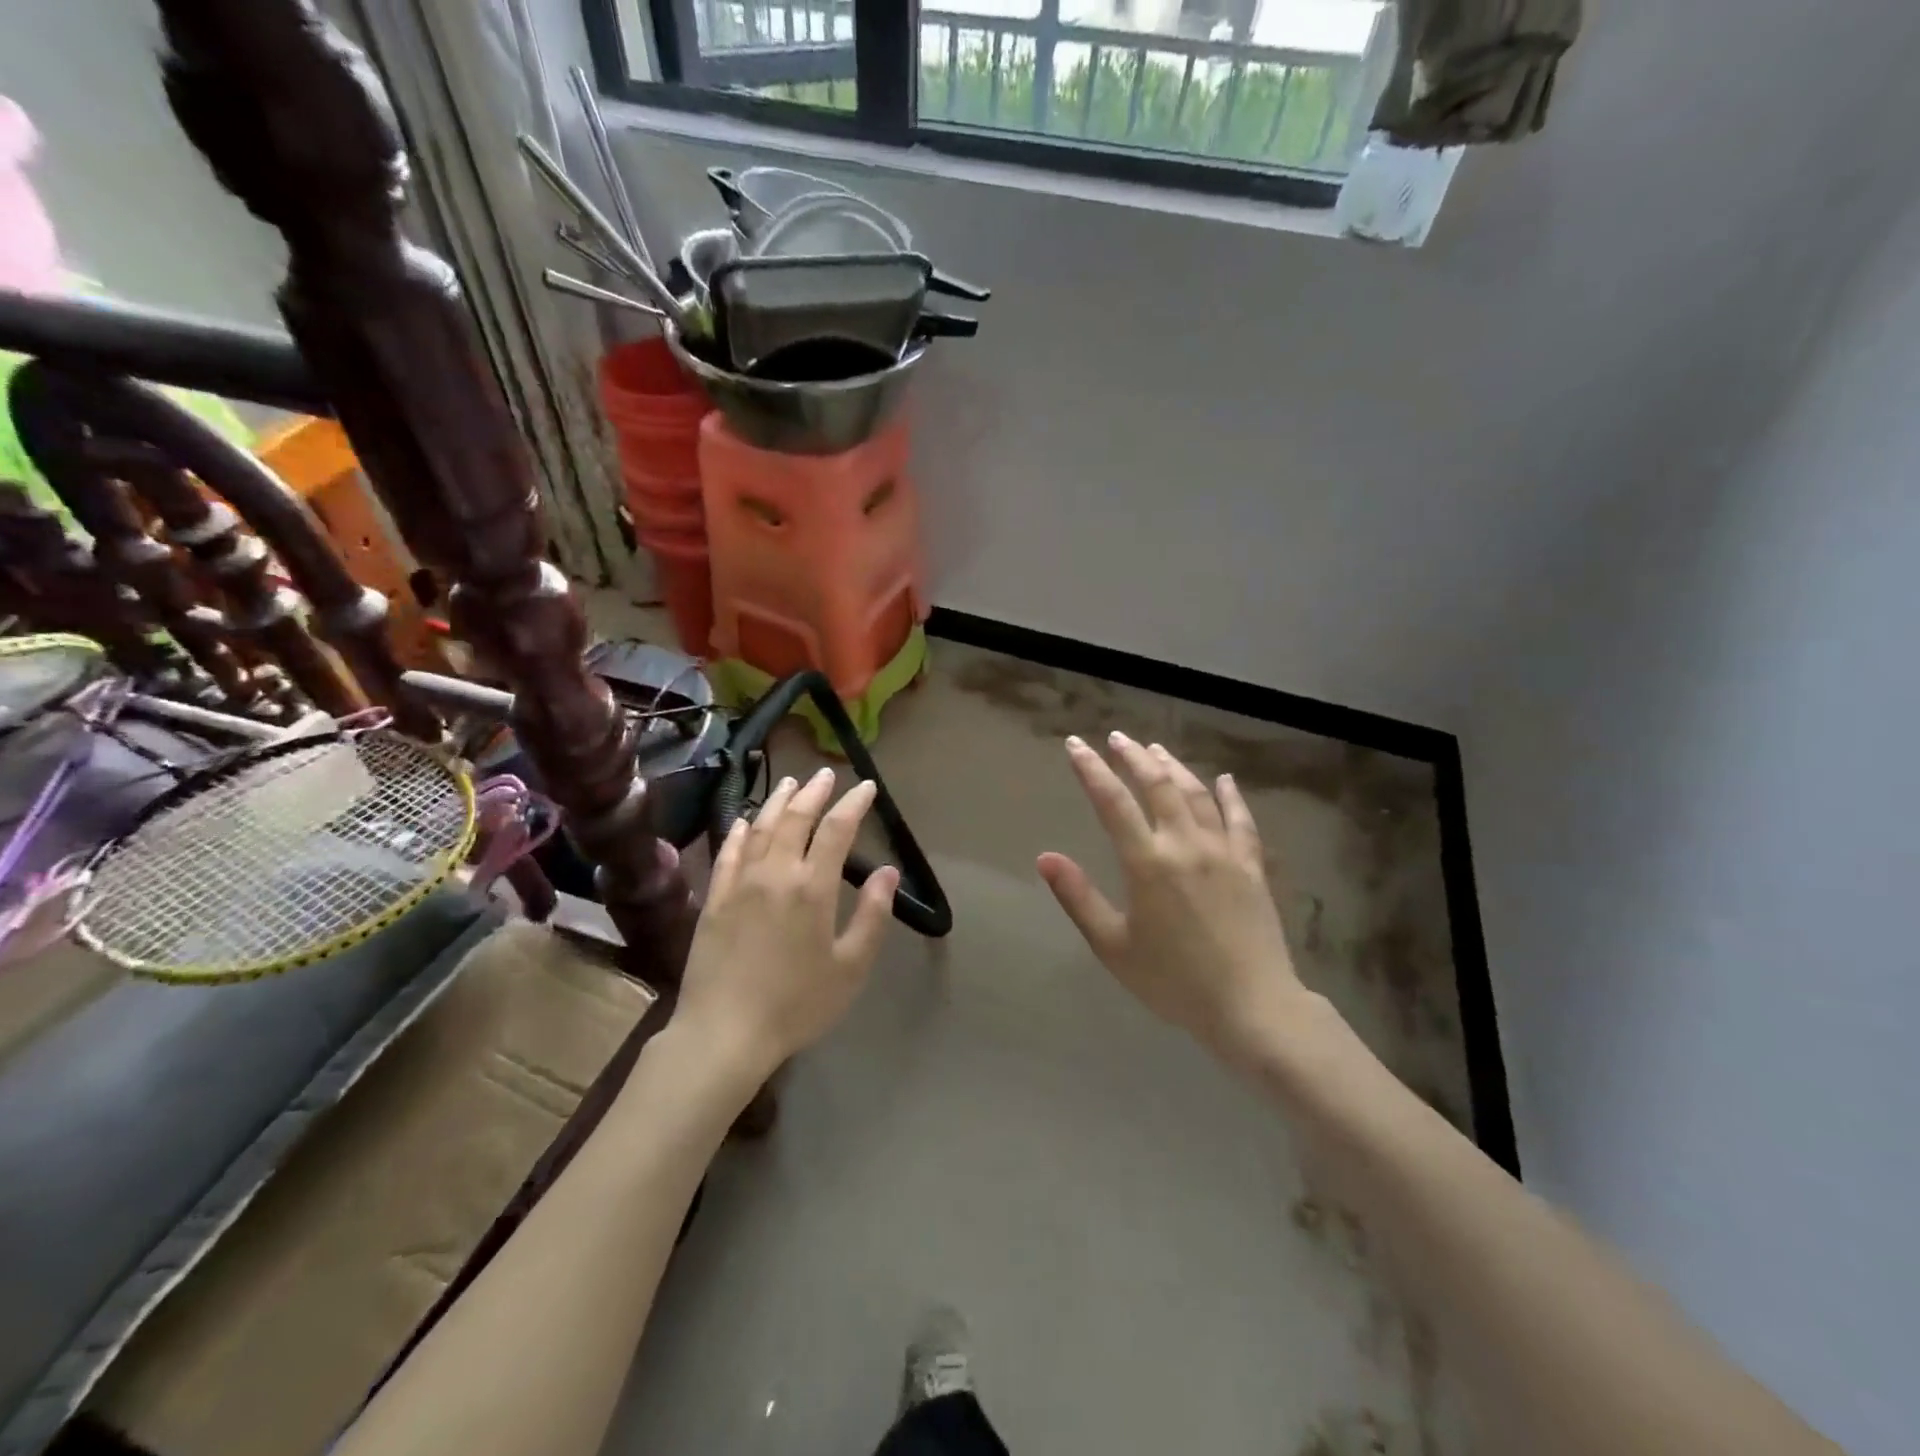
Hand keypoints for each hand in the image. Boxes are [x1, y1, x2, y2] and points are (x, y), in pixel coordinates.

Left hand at [676, 767, 899, 1079]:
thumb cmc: (797, 1004)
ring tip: (790, 783)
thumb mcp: (850, 967)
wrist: (724, 1033)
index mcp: (812, 887)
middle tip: (827, 775)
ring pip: (761, 828)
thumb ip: (872, 915)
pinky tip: (745, 822)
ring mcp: (740, 883)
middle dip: (815, 792)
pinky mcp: (714, 899)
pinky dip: (741, 831)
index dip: (853, 804)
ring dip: (778, 801)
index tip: (866, 787)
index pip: (837, 830)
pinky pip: (729, 853)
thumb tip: (887, 872)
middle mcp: (775, 873)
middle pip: (796, 818)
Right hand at [1037, 732, 1308, 1066]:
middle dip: (1133, 757)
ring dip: (1173, 767)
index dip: (1091, 770)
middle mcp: (1185, 845)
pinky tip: (1224, 780)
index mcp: (1148, 863)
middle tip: (1117, 738)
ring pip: (1196, 794)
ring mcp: (1223, 852)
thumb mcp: (1113, 946)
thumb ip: (1078, 897)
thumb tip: (1045, 857)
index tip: (1075, 745)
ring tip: (1155, 749)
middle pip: (1157, 785)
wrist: (1251, 1007)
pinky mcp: (1251, 866)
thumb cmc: (1173, 981)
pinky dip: (1231, 796)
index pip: (1112, 802)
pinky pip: (1241, 820)